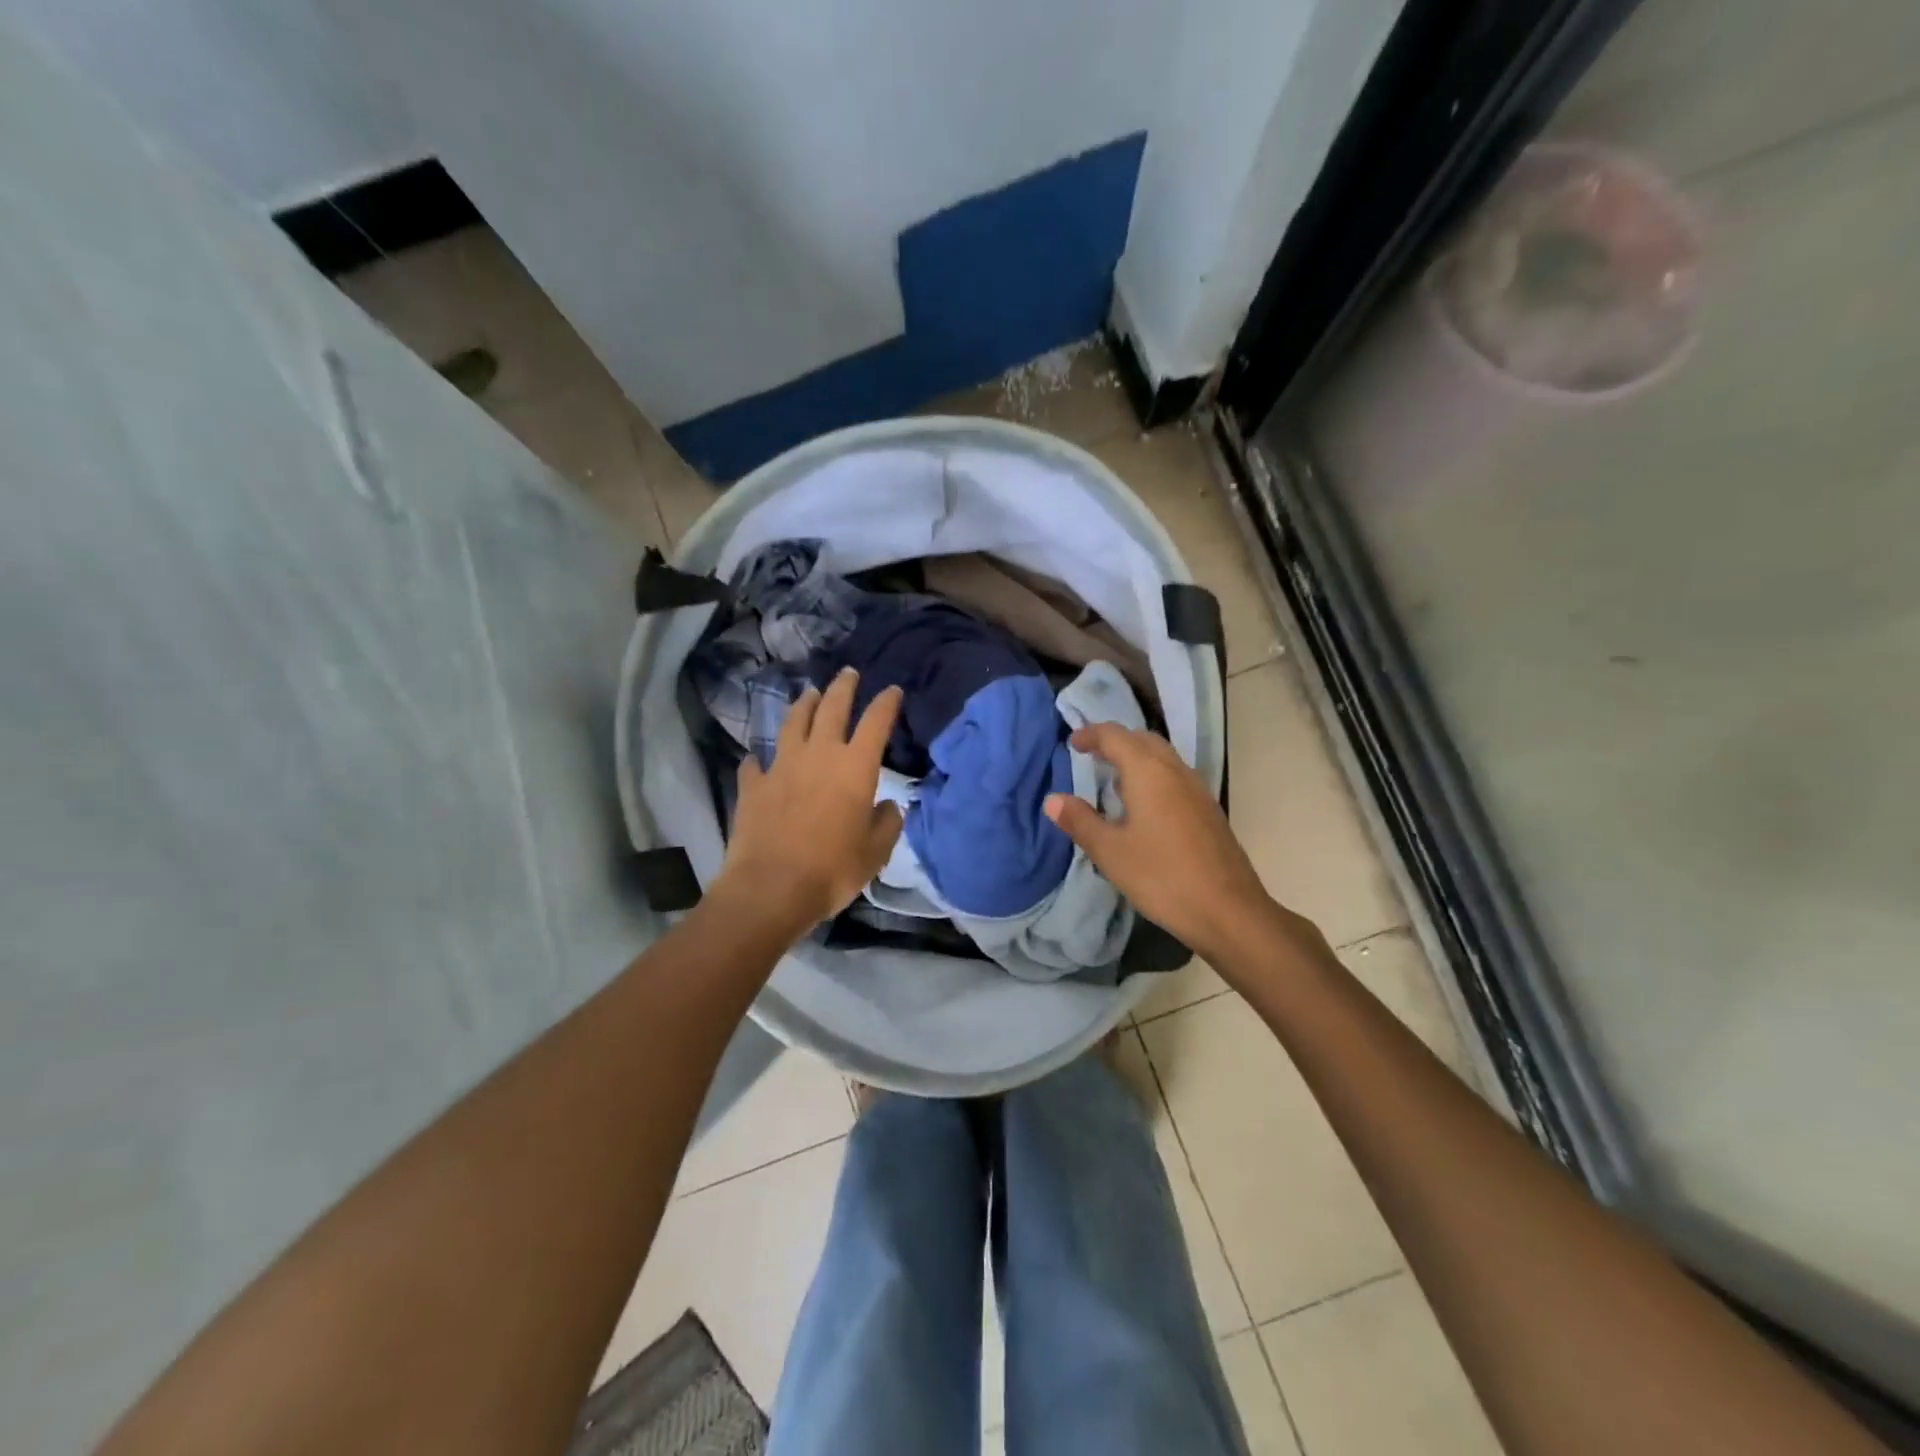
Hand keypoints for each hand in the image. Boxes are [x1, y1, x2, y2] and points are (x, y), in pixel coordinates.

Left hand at [712, 668, 904, 936]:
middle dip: (843, 687)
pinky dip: (760, 758)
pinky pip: (756, 763)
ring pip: (794, 723)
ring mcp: (782, 766)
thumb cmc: (832, 869)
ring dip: (805, 705)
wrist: (771, 888)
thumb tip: (889, 806)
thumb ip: (887, 824)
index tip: (892, 690)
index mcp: (855, 767)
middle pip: (832, 708)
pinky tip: (759, 759)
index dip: (886, 703)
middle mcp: (819, 755)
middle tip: (849, 673)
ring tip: (810, 694)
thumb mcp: (875, 852)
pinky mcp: (753, 785)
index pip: (876, 722)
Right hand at [1044, 723, 1276, 961]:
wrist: (1229, 911)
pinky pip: (1175, 778)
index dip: (1091, 734)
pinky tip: (1143, 809)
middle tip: (1092, 756)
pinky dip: (1153, 777)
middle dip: (1116, 742)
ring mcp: (1197, 790)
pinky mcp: (1208, 811)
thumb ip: (1080, 821)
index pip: (1115, 736)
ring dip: (1137, 759)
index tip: (1072, 742)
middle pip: (1142, 740)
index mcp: (1148, 772)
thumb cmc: (1162, 877)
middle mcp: (1175, 771)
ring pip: (1163, 758)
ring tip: (1114, 782)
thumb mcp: (1110, 852)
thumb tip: (1052, 799)